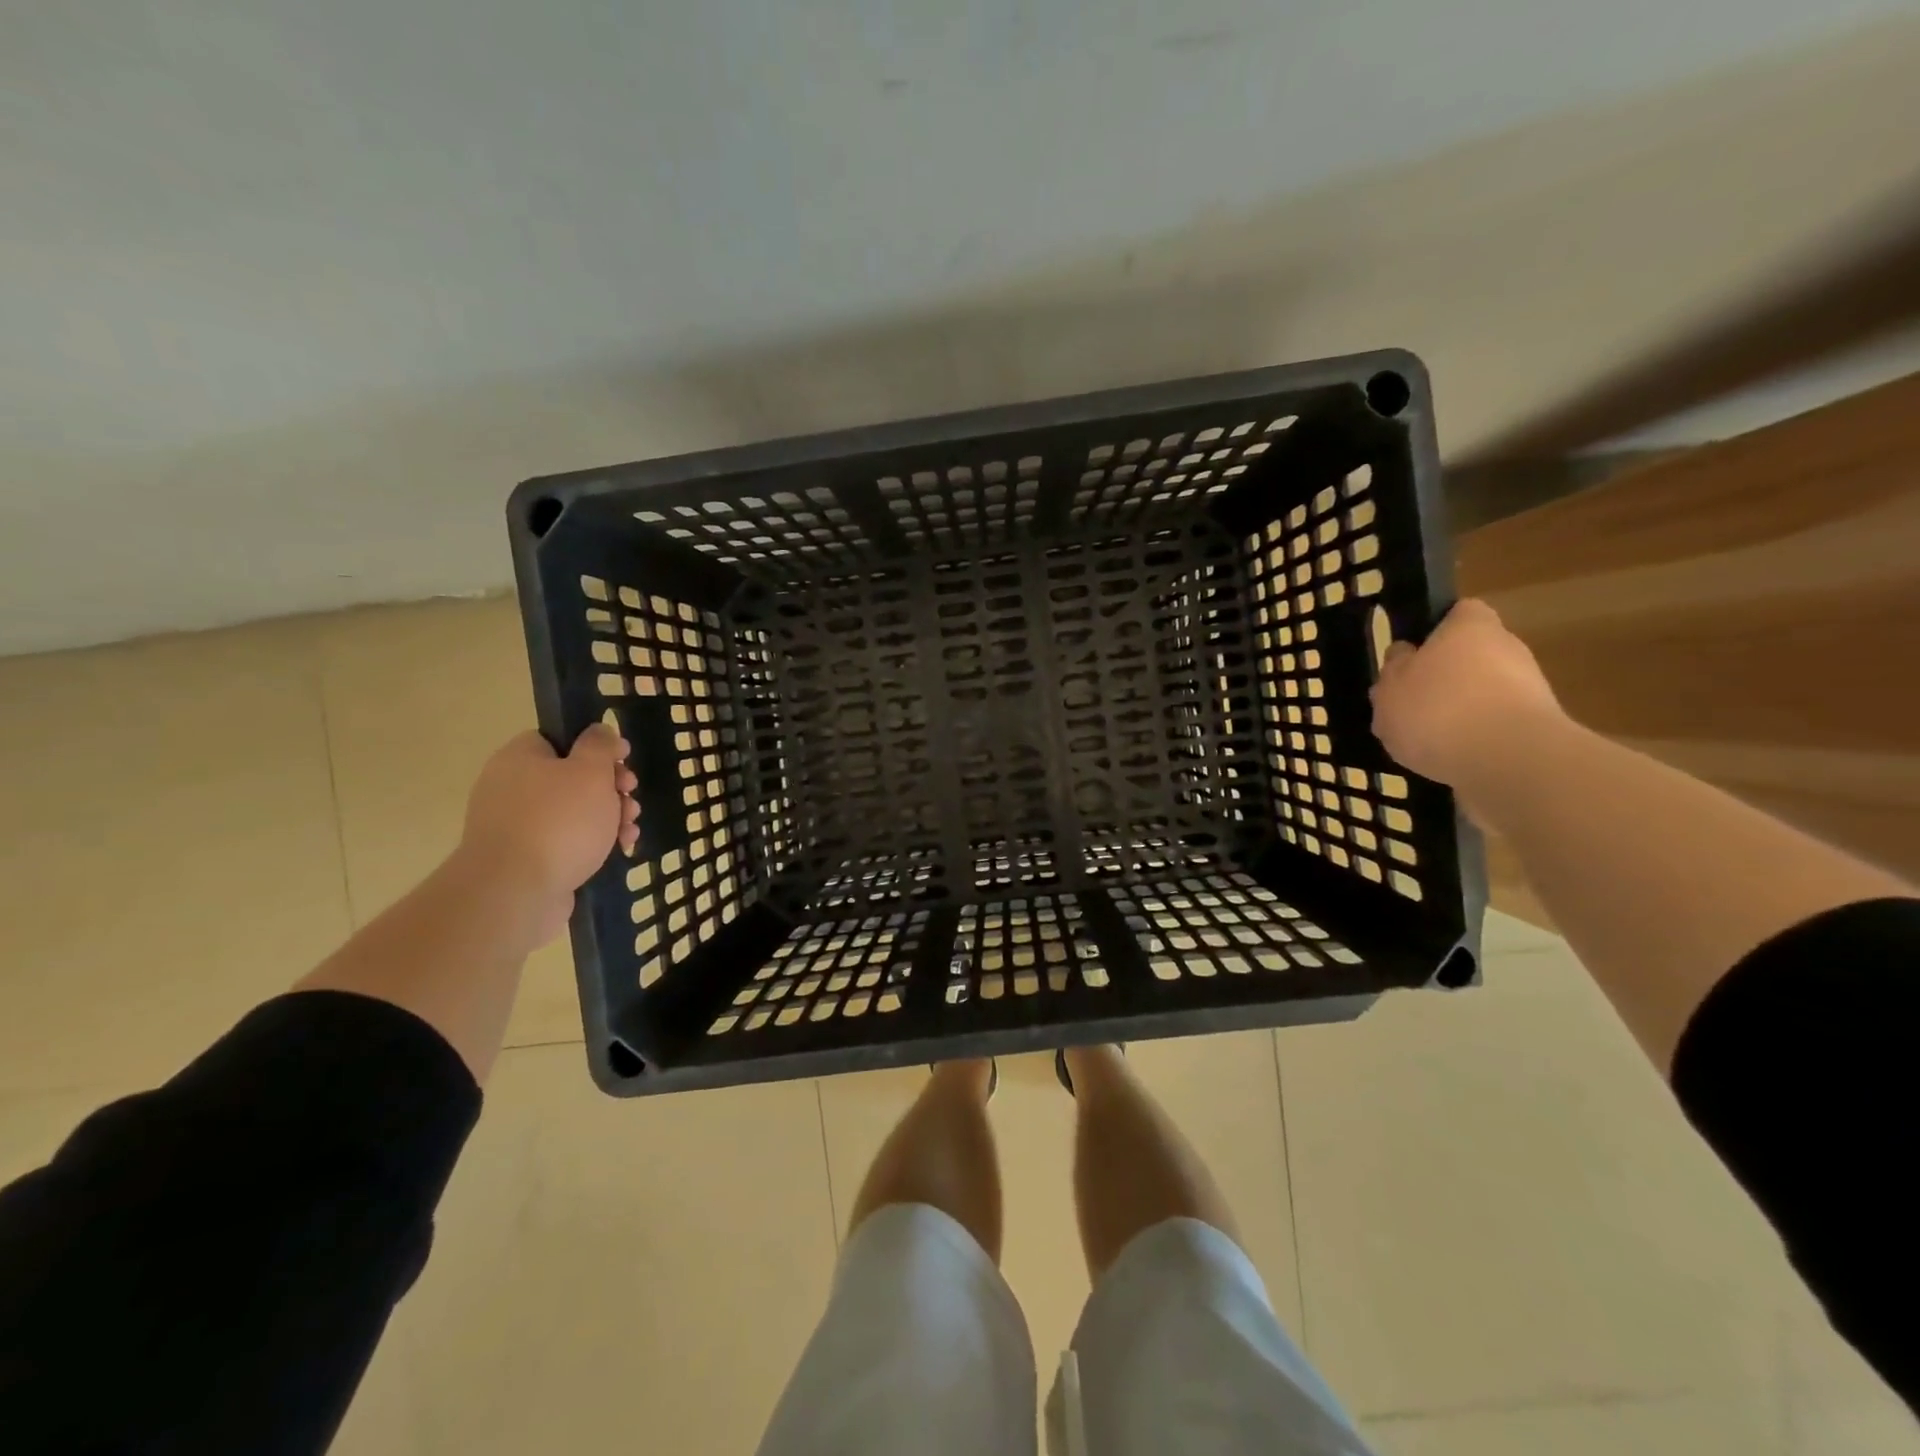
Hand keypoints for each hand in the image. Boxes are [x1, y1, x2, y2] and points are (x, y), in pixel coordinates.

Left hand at [457, 725, 638, 939]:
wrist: (515, 892)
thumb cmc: (559, 822)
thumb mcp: (591, 771)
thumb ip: (599, 745)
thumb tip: (600, 731)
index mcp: (520, 758)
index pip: (560, 739)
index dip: (597, 747)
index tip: (624, 760)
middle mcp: (511, 787)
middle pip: (572, 777)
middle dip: (611, 788)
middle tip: (630, 797)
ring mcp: (516, 826)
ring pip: (574, 811)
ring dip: (609, 816)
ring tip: (629, 829)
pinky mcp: (526, 858)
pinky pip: (566, 840)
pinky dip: (594, 842)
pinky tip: (619, 850)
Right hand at [1369, 599, 1565, 795]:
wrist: (1510, 763)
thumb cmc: (1439, 710)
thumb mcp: (1391, 687)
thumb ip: (1394, 669)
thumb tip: (1404, 656)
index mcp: (1470, 627)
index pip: (1459, 613)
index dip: (1434, 630)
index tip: (1411, 654)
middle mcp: (1507, 649)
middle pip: (1470, 657)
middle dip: (1442, 678)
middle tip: (1408, 703)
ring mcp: (1528, 691)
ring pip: (1481, 695)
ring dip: (1456, 712)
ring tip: (1422, 740)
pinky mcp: (1535, 730)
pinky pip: (1493, 728)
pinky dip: (1472, 740)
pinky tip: (1447, 760)